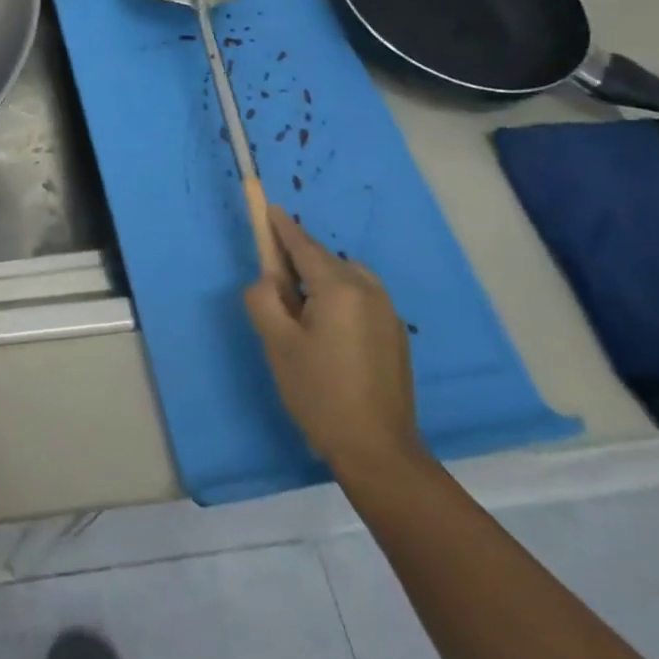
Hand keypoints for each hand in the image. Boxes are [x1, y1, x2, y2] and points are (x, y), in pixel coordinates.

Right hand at [244, 207, 425, 487]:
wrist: (378, 451)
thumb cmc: (319, 393)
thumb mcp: (277, 343)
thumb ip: (264, 299)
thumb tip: (269, 281)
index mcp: (339, 288)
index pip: (303, 246)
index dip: (283, 228)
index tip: (269, 208)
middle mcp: (368, 290)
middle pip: (325, 261)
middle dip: (298, 262)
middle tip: (274, 286)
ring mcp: (387, 313)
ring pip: (344, 279)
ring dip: (320, 282)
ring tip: (299, 316)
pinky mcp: (395, 335)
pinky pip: (360, 299)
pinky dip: (338, 300)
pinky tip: (326, 334)